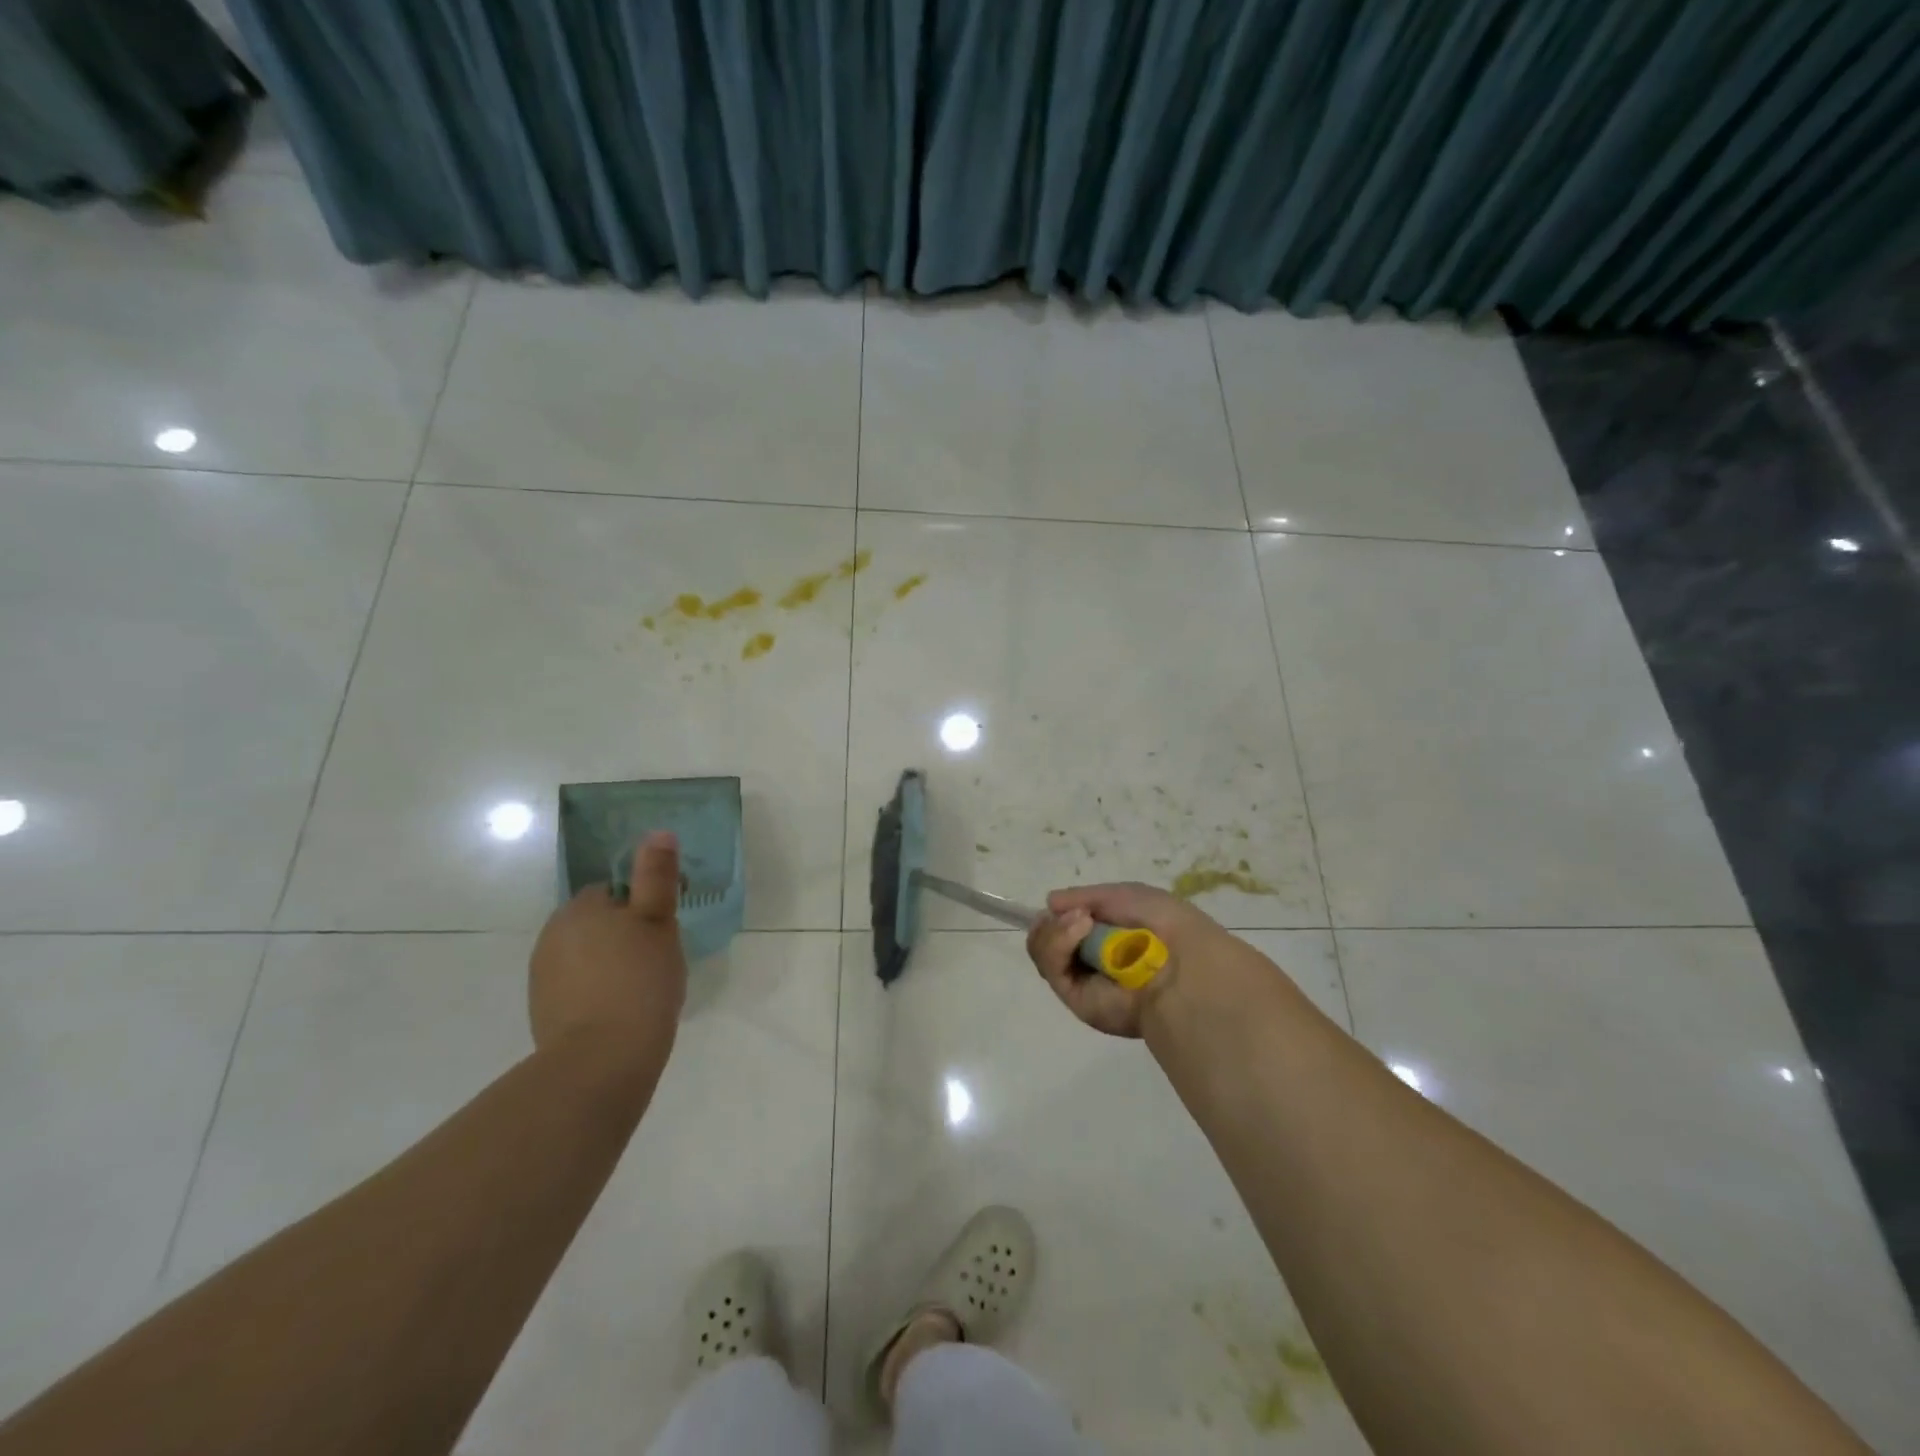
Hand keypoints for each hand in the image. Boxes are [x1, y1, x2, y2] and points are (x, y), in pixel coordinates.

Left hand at [530, 831, 687, 1075]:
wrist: (602, 1060)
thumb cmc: (639, 981)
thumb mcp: (658, 922)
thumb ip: (656, 877)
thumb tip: (658, 831)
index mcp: (580, 909)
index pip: (613, 893)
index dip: (641, 908)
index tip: (662, 932)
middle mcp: (553, 935)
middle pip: (597, 923)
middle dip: (623, 936)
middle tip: (656, 959)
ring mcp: (542, 975)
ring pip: (586, 956)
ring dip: (609, 964)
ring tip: (641, 989)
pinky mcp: (543, 1011)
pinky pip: (576, 988)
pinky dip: (596, 993)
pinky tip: (620, 1011)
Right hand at [1025, 881, 1247, 1037]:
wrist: (1182, 965)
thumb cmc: (1161, 923)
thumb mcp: (1125, 895)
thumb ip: (1085, 896)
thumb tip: (1050, 903)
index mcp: (1109, 936)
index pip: (1067, 925)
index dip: (1059, 914)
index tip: (1061, 905)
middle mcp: (1093, 960)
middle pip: (1048, 938)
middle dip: (1052, 922)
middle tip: (1074, 914)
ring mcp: (1083, 980)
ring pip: (1044, 951)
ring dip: (1055, 930)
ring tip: (1081, 921)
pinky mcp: (1076, 999)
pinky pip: (1051, 968)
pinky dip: (1058, 943)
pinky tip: (1079, 929)